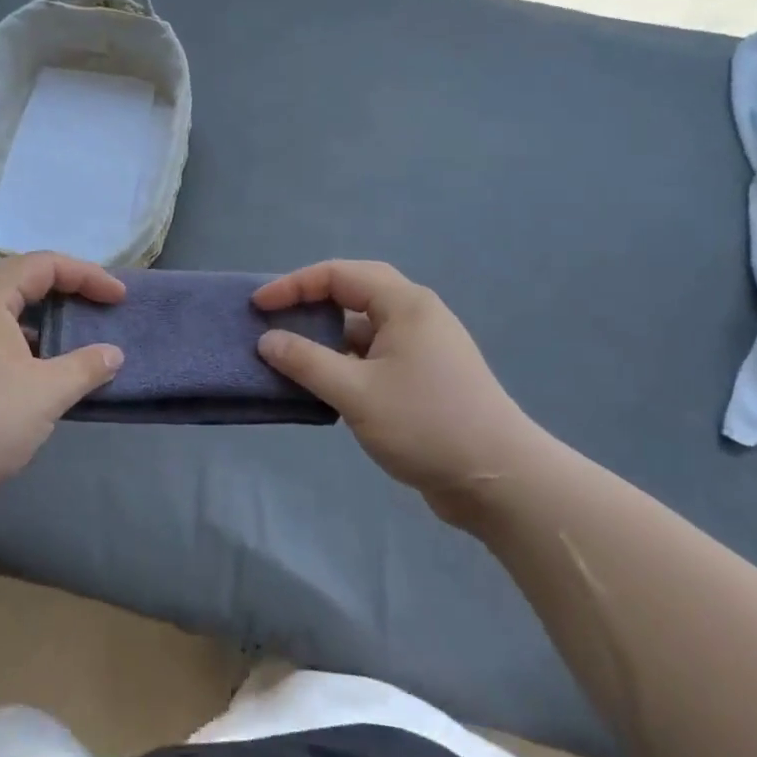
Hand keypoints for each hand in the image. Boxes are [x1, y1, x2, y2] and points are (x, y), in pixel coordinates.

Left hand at [0, 253, 124, 526]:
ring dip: (50, 324)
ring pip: (11, 318)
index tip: (120, 297)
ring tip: (83, 341)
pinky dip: (32, 351)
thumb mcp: (44, 393)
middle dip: (68, 292)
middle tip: (102, 308)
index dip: (87, 275)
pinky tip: (51, 378)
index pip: (43, 265)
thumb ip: (85, 368)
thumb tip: (113, 355)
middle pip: (25, 283)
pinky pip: (1, 346)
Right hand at [254, 261, 550, 513]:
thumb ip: (306, 362)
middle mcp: (416, 316)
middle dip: (310, 304)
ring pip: (363, 329)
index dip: (294, 285)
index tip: (258, 306)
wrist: (498, 481)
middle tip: (274, 321)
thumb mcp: (356, 392)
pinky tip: (324, 388)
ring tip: (290, 357)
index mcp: (405, 305)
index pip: (339, 275)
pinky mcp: (424, 379)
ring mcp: (423, 348)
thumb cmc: (426, 424)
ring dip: (327, 339)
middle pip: (353, 294)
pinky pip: (374, 357)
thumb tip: (267, 339)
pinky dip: (344, 364)